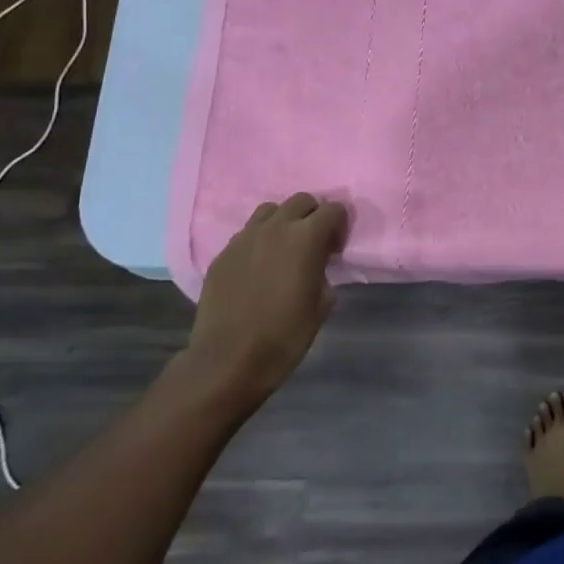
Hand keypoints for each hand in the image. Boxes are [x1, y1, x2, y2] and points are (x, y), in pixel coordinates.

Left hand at [186, 194, 349, 408]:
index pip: (334, 209)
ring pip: (270, 210)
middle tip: (313, 245)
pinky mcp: (223, 254)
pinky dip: (259, 240)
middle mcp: (275, 228)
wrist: (227, 362)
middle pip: (302, 201)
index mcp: (306, 237)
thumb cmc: (284, 336)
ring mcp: (244, 238)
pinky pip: (247, 233)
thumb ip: (323, 272)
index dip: (340, 226)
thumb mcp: (322, 305)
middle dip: (313, 216)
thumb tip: (317, 266)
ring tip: (283, 249)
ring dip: (283, 222)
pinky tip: (258, 268)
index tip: (336, 250)